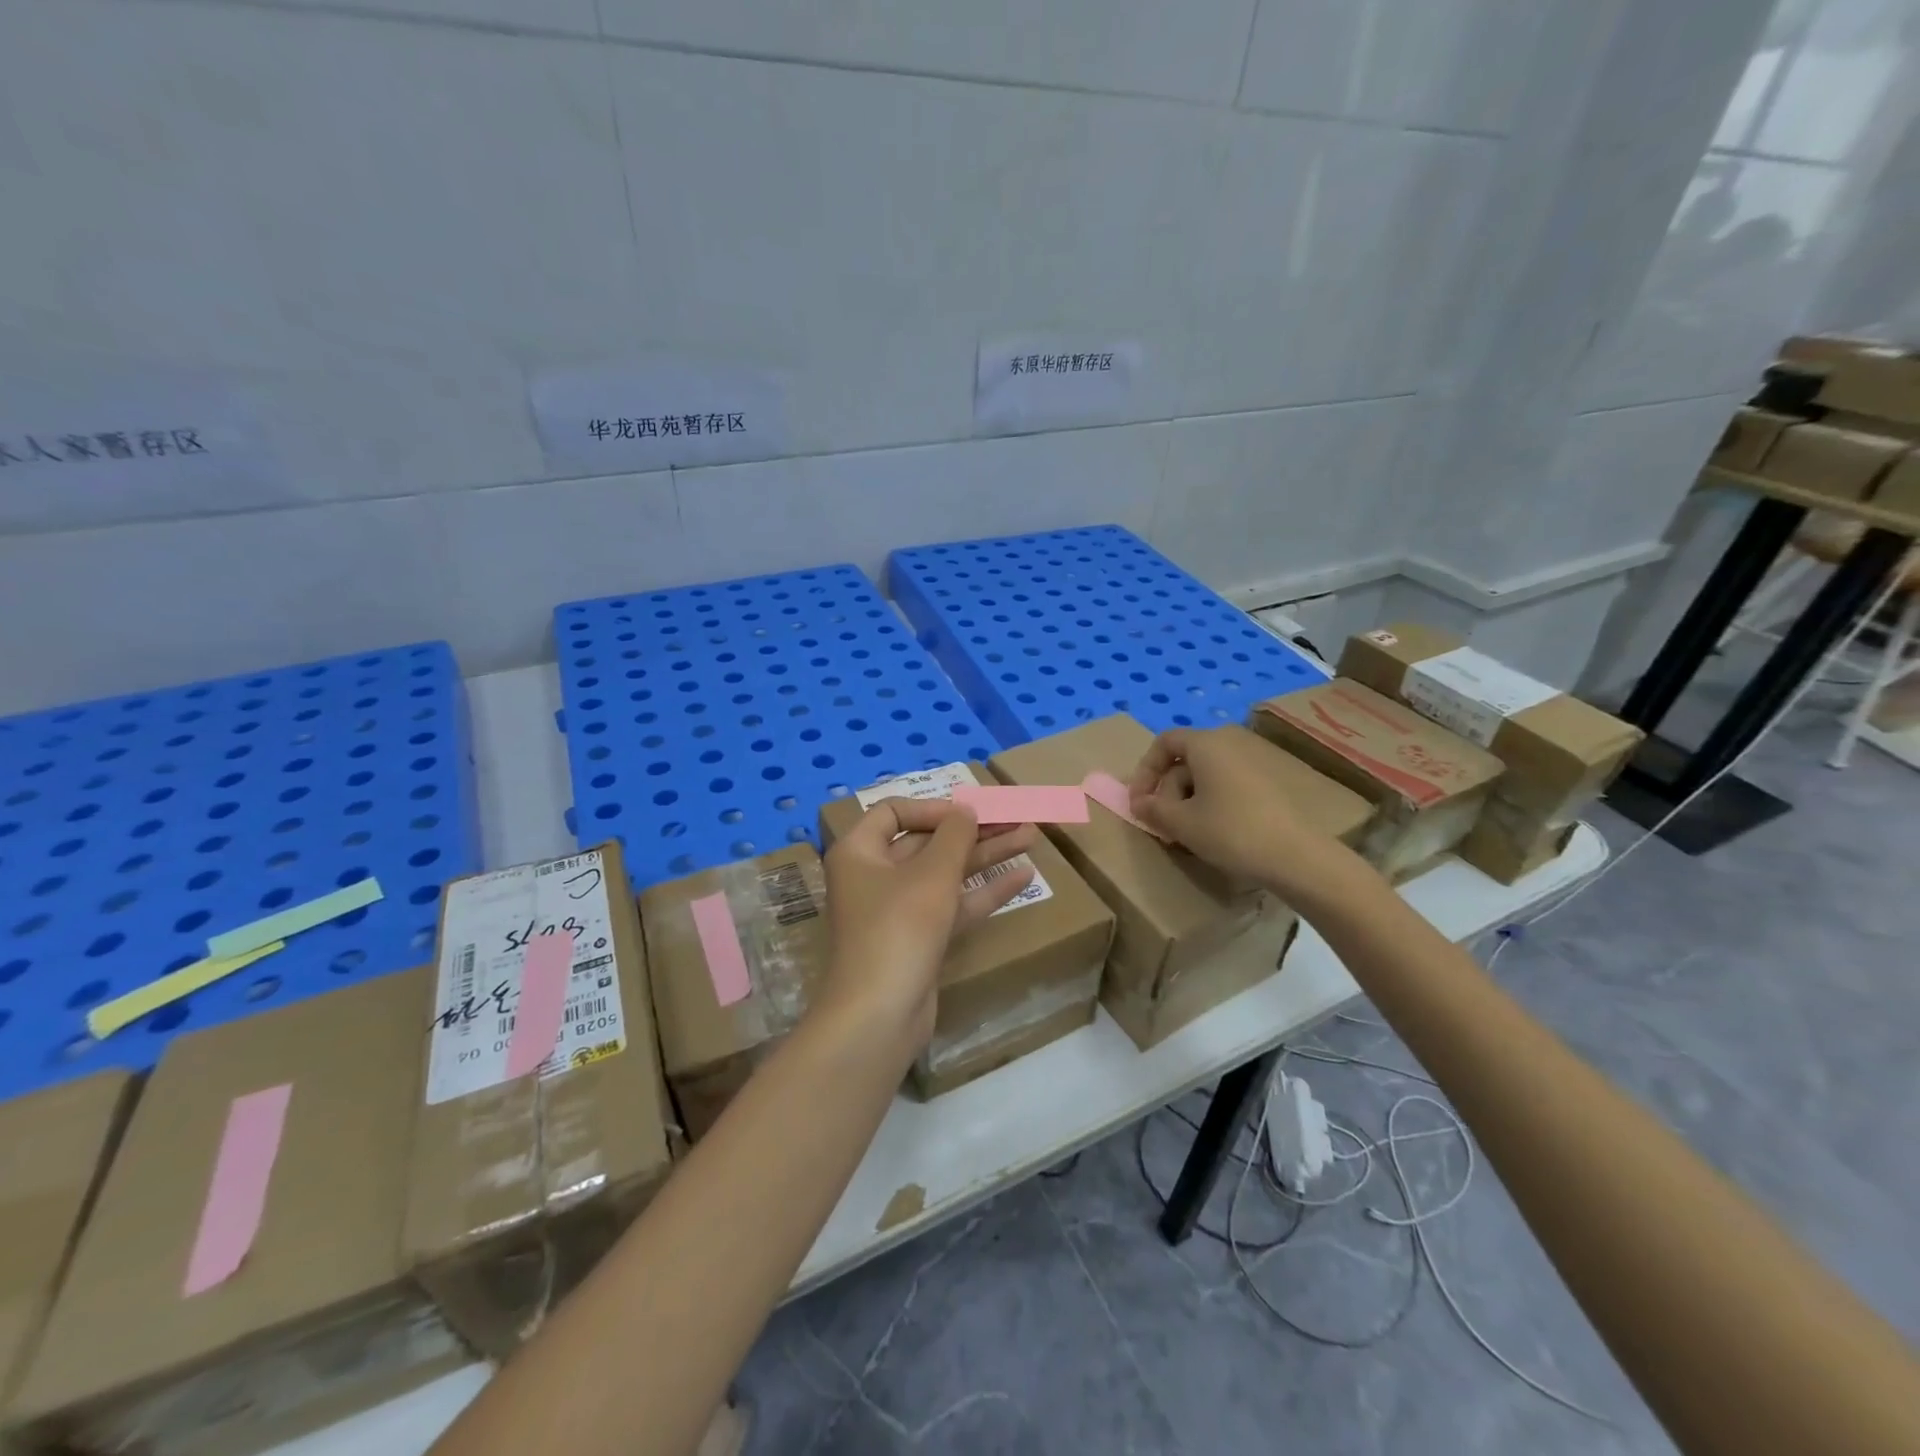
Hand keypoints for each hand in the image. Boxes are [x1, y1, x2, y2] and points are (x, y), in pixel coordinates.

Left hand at [819, 798, 1035, 1048]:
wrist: (878, 1016)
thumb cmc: (899, 928)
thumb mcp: (932, 873)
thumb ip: (954, 835)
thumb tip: (966, 810)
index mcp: (859, 852)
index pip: (894, 812)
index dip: (934, 808)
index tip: (970, 812)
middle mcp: (873, 876)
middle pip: (926, 842)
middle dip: (972, 831)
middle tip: (1016, 819)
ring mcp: (896, 911)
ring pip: (944, 873)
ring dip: (984, 856)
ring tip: (1030, 837)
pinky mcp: (918, 940)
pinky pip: (951, 905)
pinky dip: (982, 891)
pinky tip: (1023, 877)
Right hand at [1128, 725, 1353, 898]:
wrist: (1296, 857)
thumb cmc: (1230, 832)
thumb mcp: (1181, 823)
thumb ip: (1152, 809)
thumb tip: (1139, 803)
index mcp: (1206, 743)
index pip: (1164, 742)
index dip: (1144, 771)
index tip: (1138, 802)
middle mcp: (1230, 743)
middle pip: (1184, 759)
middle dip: (1166, 790)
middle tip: (1161, 824)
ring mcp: (1253, 761)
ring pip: (1206, 774)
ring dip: (1187, 799)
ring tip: (1185, 832)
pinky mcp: (1269, 782)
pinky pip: (1227, 783)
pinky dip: (1211, 801)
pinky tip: (1213, 831)